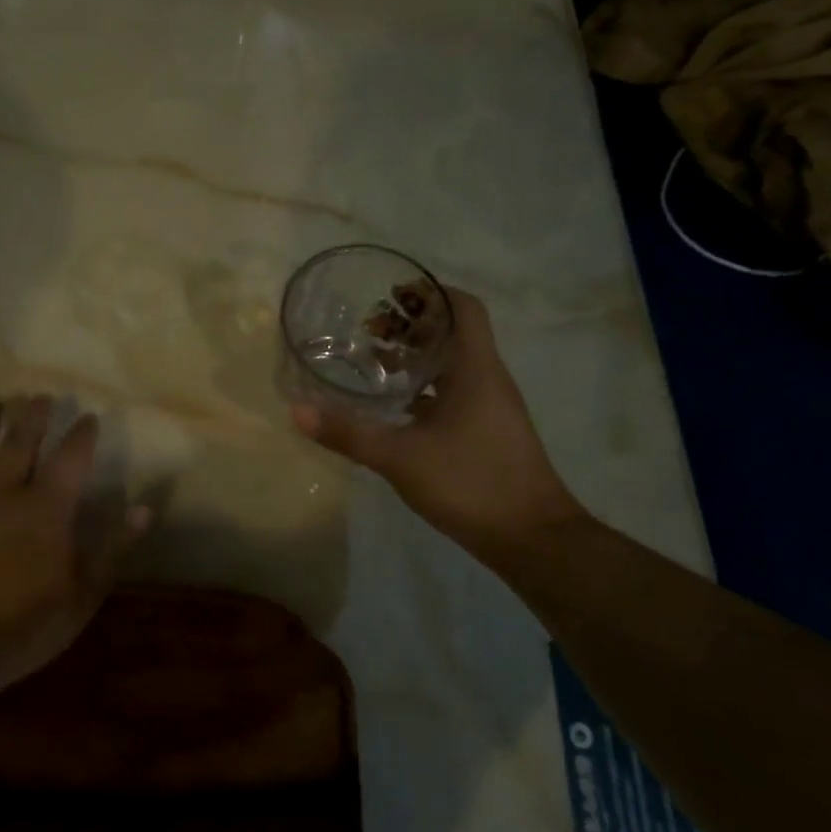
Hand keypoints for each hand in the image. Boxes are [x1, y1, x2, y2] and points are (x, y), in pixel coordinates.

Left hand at [0, 396, 150, 692]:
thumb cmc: (25, 626)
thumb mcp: (84, 594)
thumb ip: (114, 547)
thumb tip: (145, 508)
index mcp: (46, 509)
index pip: (70, 459)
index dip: (81, 435)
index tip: (88, 417)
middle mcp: (2, 493)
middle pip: (19, 442)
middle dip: (32, 415)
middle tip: (39, 396)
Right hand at [291, 288, 584, 551]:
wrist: (533, 538)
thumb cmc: (471, 483)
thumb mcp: (400, 457)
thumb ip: (348, 433)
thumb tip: (297, 411)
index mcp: (476, 369)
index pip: (463, 308)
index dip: (431, 292)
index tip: (391, 294)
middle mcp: (487, 379)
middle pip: (454, 332)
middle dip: (412, 324)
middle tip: (369, 329)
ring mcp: (490, 407)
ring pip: (453, 364)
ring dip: (417, 356)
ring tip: (375, 360)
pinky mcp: (487, 432)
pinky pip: (454, 393)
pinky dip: (425, 388)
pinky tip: (395, 407)